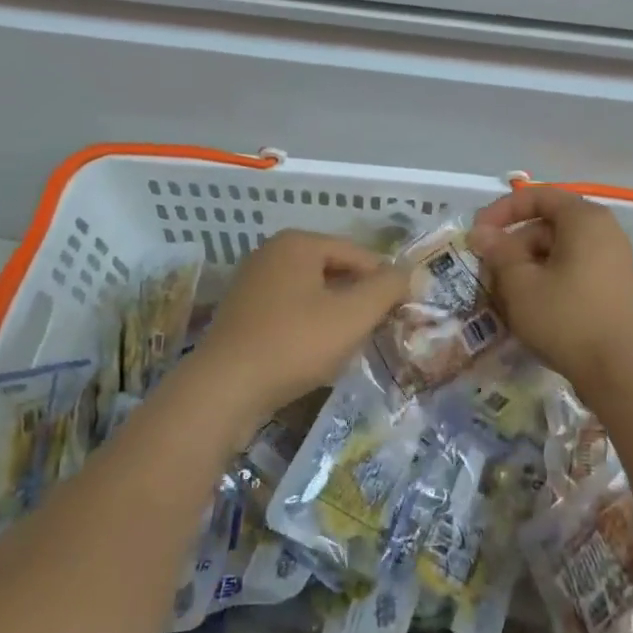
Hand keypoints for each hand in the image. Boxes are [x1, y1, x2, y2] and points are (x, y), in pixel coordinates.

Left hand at [190, 230, 408, 422]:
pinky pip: (290, 312)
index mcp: (298, 243)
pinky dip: (309, 328)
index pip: (360, 254)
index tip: (402, 313)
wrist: (224, 388)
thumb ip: (387, 288)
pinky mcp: (242, 314)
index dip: (386, 282)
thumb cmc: (295, 343)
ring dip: (335, 316)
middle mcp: (272, 254)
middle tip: (378, 330)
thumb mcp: (353, 315)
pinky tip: (316, 355)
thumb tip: (408, 272)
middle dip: (359, 300)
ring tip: (350, 345)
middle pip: (335, 272)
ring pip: (312, 294)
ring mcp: (252, 284)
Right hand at [469, 186, 632, 392]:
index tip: (477, 234)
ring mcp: (612, 260)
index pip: (538, 196)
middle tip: (487, 273)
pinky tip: (530, 308)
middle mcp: (604, 231)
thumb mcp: (521, 284)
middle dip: (513, 246)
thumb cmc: (566, 318)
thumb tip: (481, 232)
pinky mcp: (613, 287)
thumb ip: (498, 251)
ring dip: (527, 267)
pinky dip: (547, 280)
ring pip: (558, 251)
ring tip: (504, 296)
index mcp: (584, 219)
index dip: (502, 211)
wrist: (619, 370)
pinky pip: (573, 270)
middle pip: (547, 225)